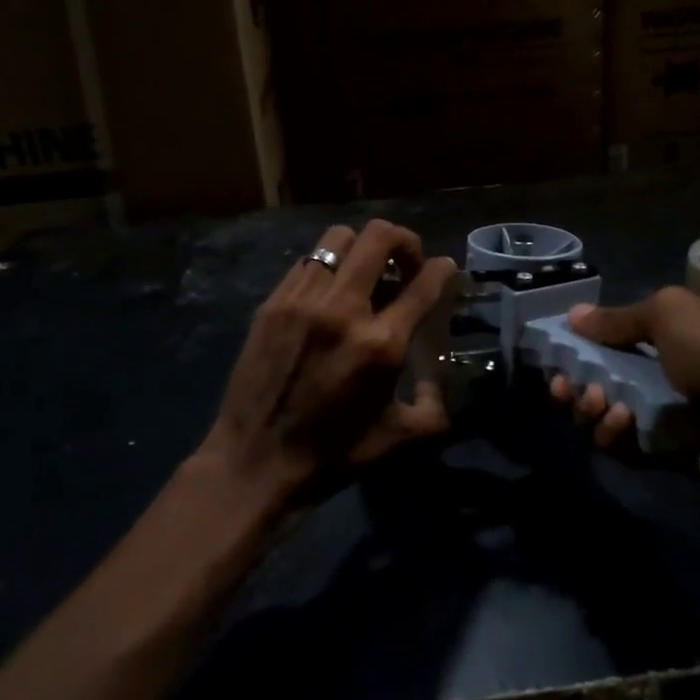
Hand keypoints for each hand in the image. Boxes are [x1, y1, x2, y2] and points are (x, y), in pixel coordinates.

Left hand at [197, 219, 459, 506]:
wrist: (254, 462)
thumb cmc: (332, 454)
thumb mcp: (399, 439)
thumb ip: (434, 406)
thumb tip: (438, 379)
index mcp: (381, 343)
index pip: (424, 283)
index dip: (443, 269)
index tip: (445, 269)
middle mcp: (343, 310)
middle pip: (380, 237)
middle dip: (406, 241)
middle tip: (407, 265)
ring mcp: (303, 301)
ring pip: (339, 238)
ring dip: (363, 247)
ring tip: (366, 273)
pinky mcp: (273, 304)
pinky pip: (307, 262)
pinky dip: (328, 267)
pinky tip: (329, 293)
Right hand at [549, 286, 699, 498]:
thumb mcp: (671, 315)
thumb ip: (618, 319)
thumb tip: (573, 314)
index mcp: (667, 337)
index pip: (610, 341)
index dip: (579, 346)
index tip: (554, 352)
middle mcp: (661, 375)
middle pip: (599, 381)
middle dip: (574, 383)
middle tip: (564, 385)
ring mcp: (664, 417)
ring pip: (605, 417)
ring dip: (590, 410)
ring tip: (599, 403)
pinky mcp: (666, 455)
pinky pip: (625, 449)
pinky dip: (613, 437)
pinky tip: (619, 424)